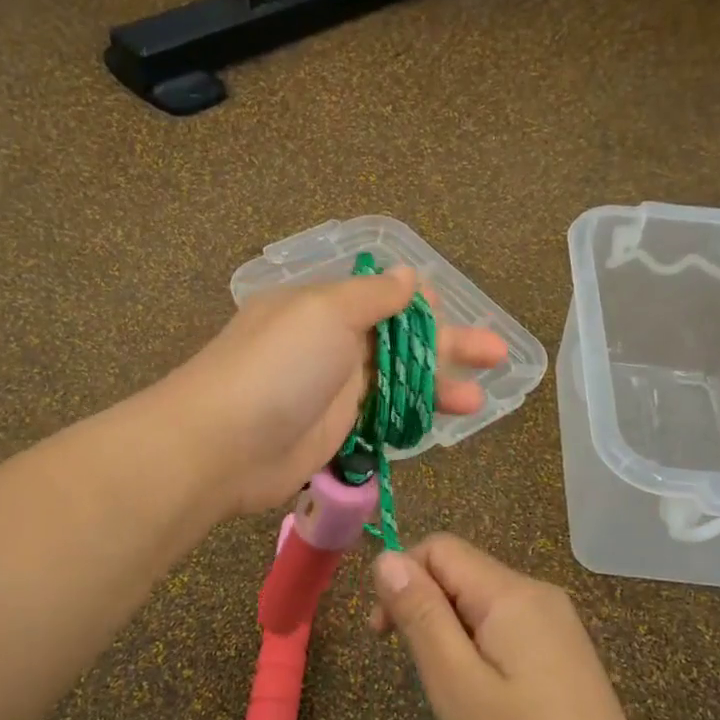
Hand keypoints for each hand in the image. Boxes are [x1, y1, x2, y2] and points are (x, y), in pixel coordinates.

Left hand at [176, 268, 507, 516]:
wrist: (223, 445)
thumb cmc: (278, 366)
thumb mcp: (325, 312)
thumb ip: (372, 296)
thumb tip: (407, 273)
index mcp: (324, 307)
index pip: (380, 297)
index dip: (418, 301)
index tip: (450, 306)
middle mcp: (330, 344)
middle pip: (399, 341)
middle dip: (448, 344)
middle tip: (497, 353)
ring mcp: (334, 392)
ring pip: (397, 383)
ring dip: (439, 386)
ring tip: (482, 398)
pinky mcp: (336, 434)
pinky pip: (383, 419)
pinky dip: (413, 418)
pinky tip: (443, 423)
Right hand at [369, 534, 658, 719]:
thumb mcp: (455, 683)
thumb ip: (420, 614)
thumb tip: (386, 558)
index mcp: (510, 593)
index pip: (439, 548)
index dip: (402, 578)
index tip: (385, 635)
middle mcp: (536, 593)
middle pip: (461, 572)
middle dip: (425, 608)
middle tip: (418, 673)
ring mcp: (556, 621)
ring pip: (481, 600)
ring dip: (450, 631)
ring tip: (451, 690)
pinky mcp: (564, 648)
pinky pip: (505, 625)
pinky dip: (478, 646)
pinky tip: (485, 695)